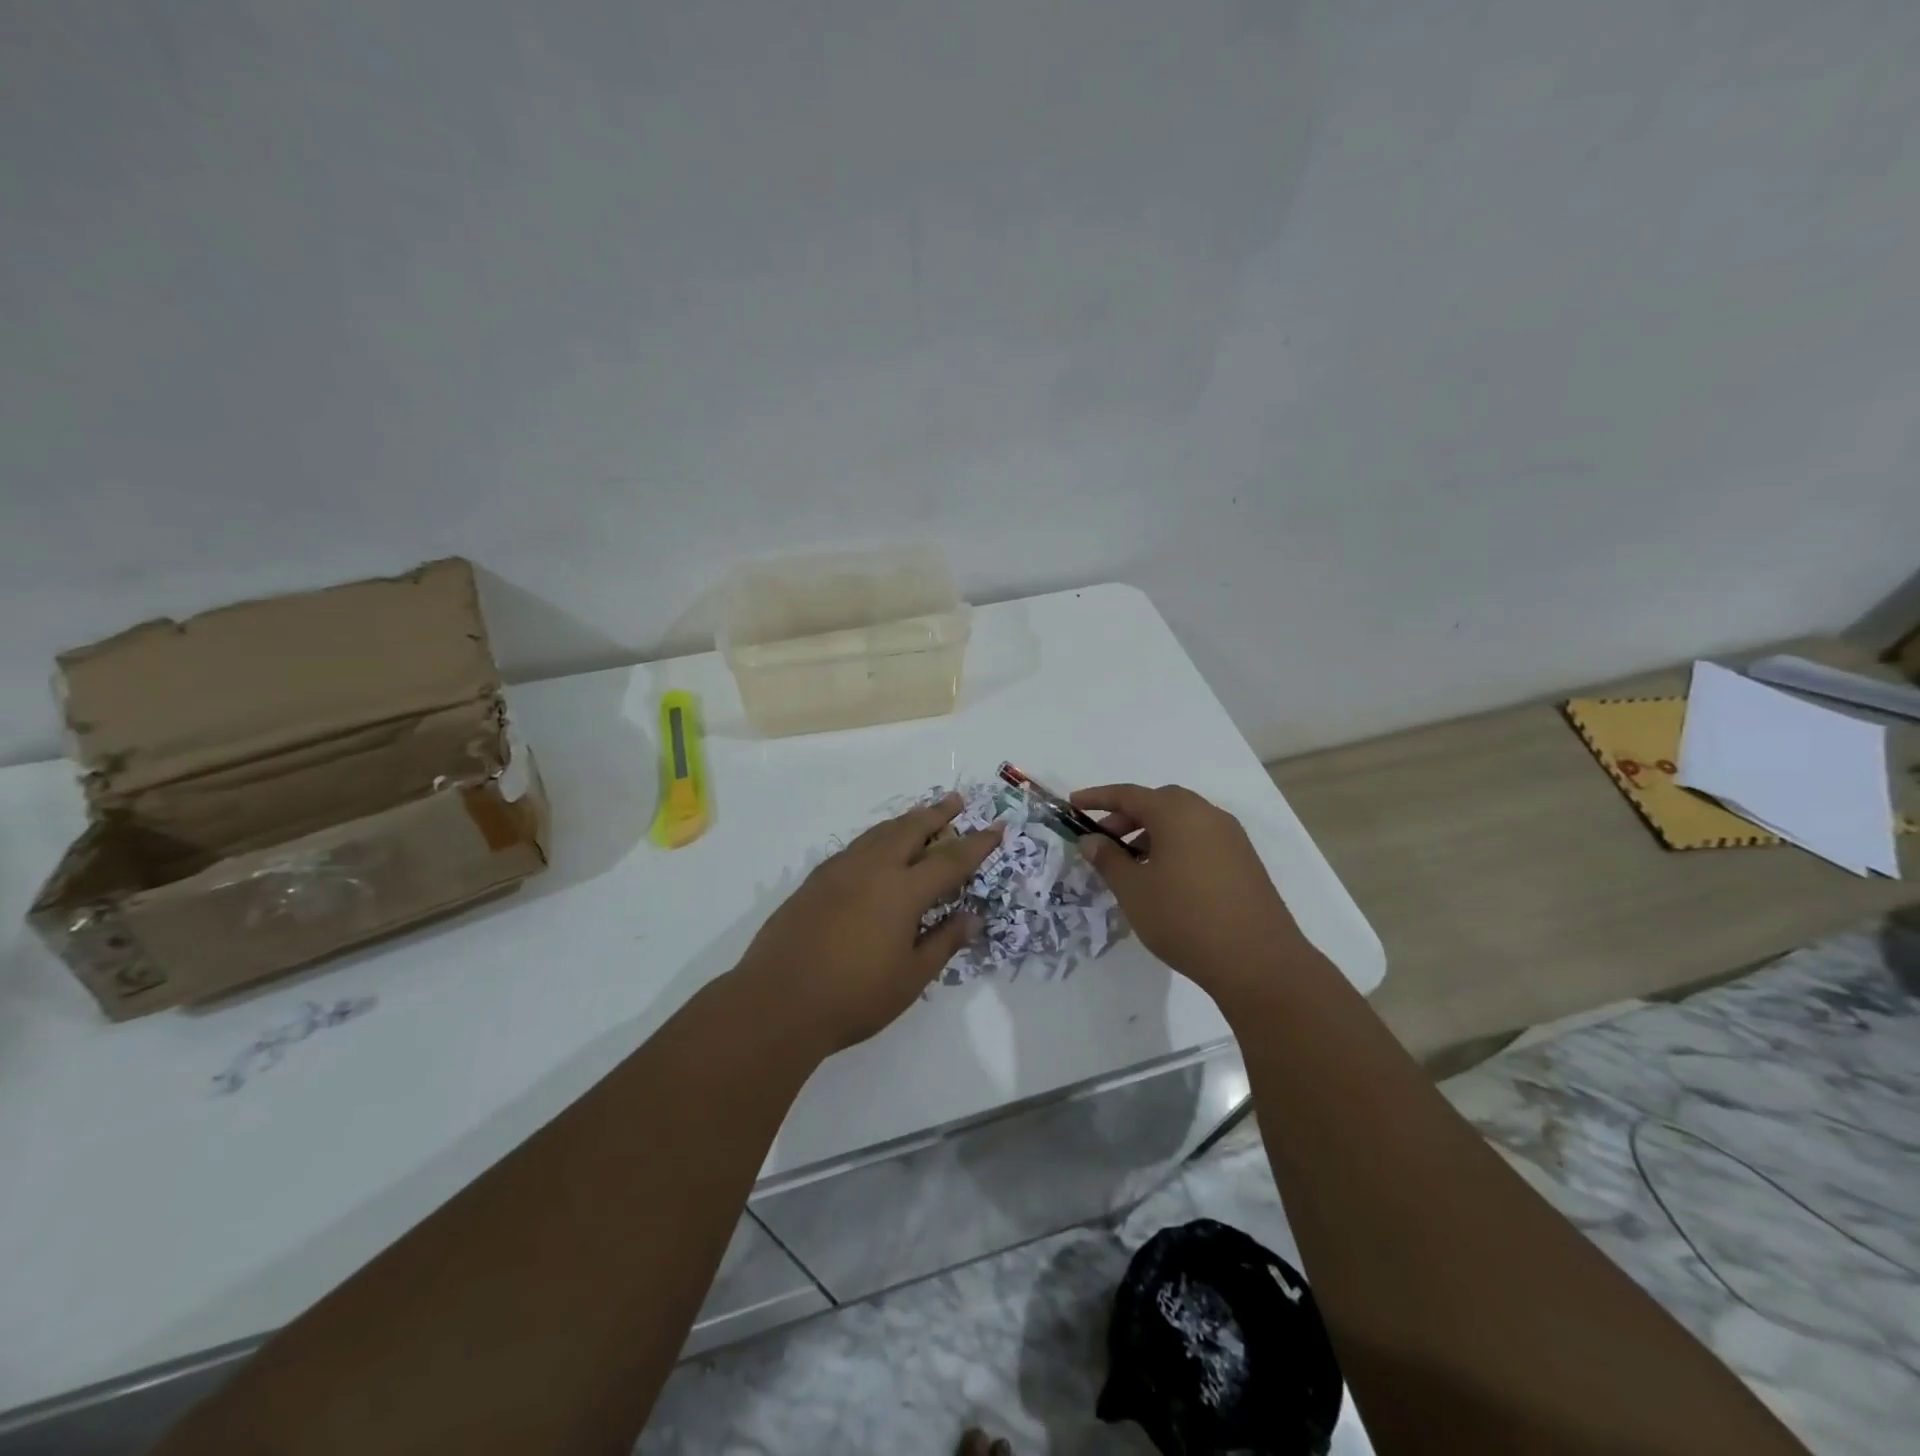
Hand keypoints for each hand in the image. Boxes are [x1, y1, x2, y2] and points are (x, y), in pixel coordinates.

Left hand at [737, 793, 1002, 1051]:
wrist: (777, 1002)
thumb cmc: (853, 997)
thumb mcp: (910, 978)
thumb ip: (944, 942)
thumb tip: (973, 917)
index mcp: (902, 891)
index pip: (950, 859)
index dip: (977, 843)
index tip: (996, 827)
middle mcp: (872, 869)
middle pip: (911, 829)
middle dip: (937, 813)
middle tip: (956, 801)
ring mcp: (839, 871)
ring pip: (879, 833)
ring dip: (905, 821)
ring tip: (921, 816)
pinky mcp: (814, 881)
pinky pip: (855, 846)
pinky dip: (876, 838)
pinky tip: (877, 848)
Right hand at [1071, 783, 1307, 996]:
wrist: (1258, 961)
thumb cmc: (1185, 919)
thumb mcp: (1134, 891)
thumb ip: (1108, 860)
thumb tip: (1091, 840)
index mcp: (1177, 813)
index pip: (1129, 794)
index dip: (1098, 797)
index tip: (1074, 804)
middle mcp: (1207, 815)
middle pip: (1159, 802)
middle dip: (1127, 816)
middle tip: (1104, 840)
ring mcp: (1231, 837)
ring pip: (1182, 821)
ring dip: (1152, 832)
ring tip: (1132, 864)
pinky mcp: (1244, 860)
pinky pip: (1201, 839)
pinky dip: (1176, 845)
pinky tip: (1165, 878)